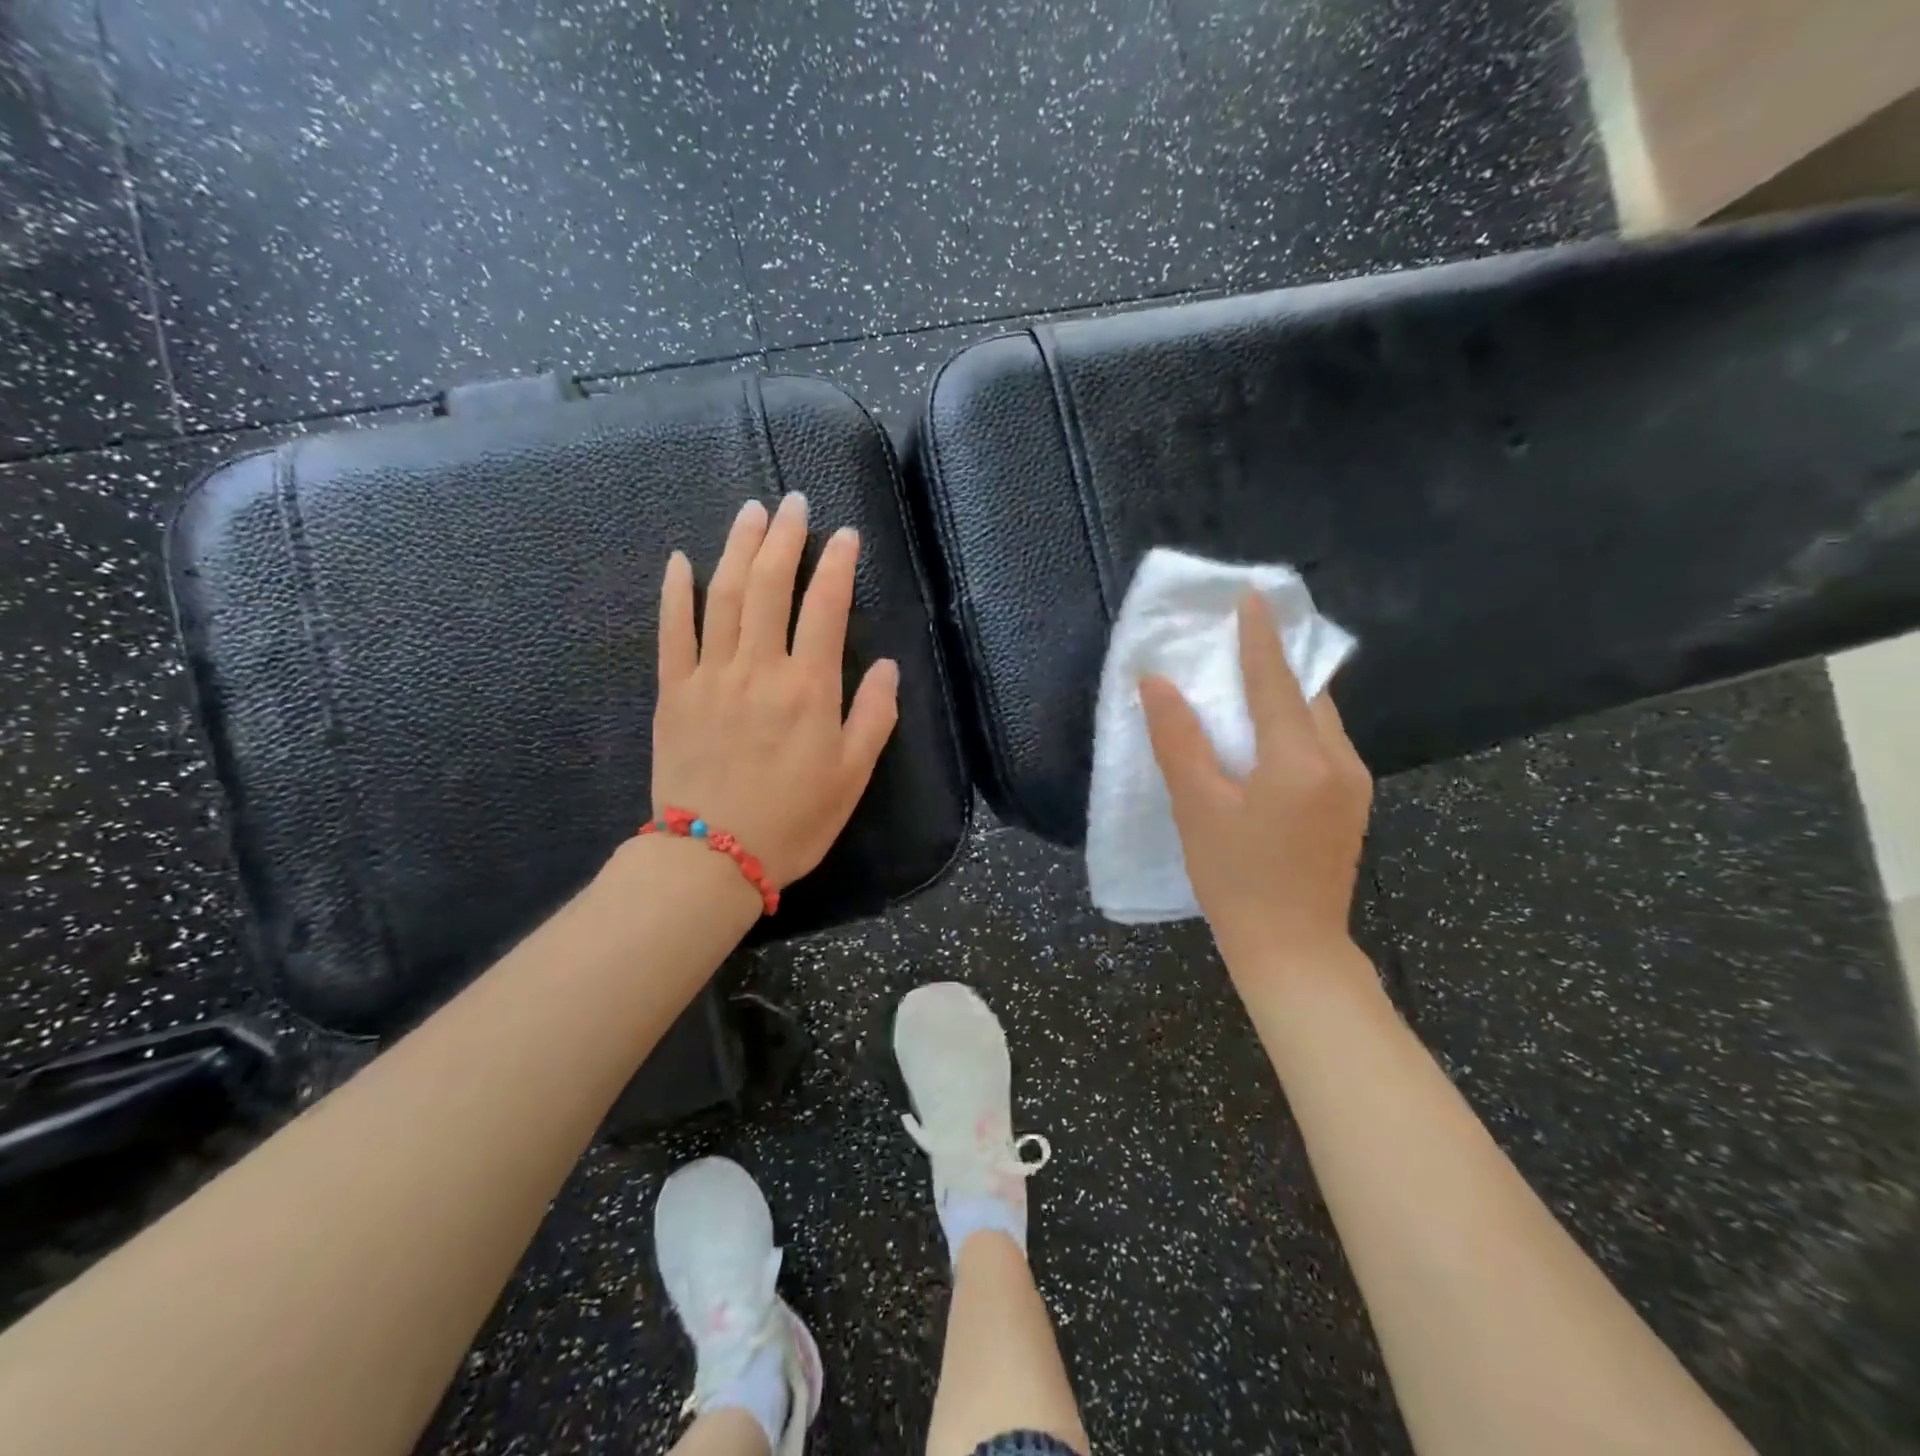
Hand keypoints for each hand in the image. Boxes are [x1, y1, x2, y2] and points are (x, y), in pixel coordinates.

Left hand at [650, 493, 898, 887]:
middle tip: (792, 501)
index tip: (844, 534)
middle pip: (770, 586)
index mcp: (809, 688)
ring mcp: (710, 675)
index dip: (837, 565)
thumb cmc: (794, 819)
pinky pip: (673, 631)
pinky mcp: (674, 692)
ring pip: (723, 596)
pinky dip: (676, 592)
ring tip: (750, 512)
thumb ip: (874, 716)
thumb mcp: (853, 775)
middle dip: (784, 538)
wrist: (713, 857)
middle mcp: (759, 668)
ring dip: (737, 548)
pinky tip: (681, 560)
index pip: (826, 608)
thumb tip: (888, 666)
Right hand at [1140, 593, 1371, 979]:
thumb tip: (1158, 683)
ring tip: (1250, 682)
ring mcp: (1353, 785)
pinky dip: (1295, 726)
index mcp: (1301, 759)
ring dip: (1287, 695)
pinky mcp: (1352, 805)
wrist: (1293, 950)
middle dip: (1278, 662)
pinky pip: (1324, 745)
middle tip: (1243, 637)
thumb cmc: (1236, 879)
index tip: (1252, 596)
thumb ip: (1178, 740)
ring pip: (1319, 721)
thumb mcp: (1197, 808)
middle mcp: (1340, 762)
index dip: (1260, 637)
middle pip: (1308, 695)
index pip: (1277, 681)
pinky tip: (1269, 737)